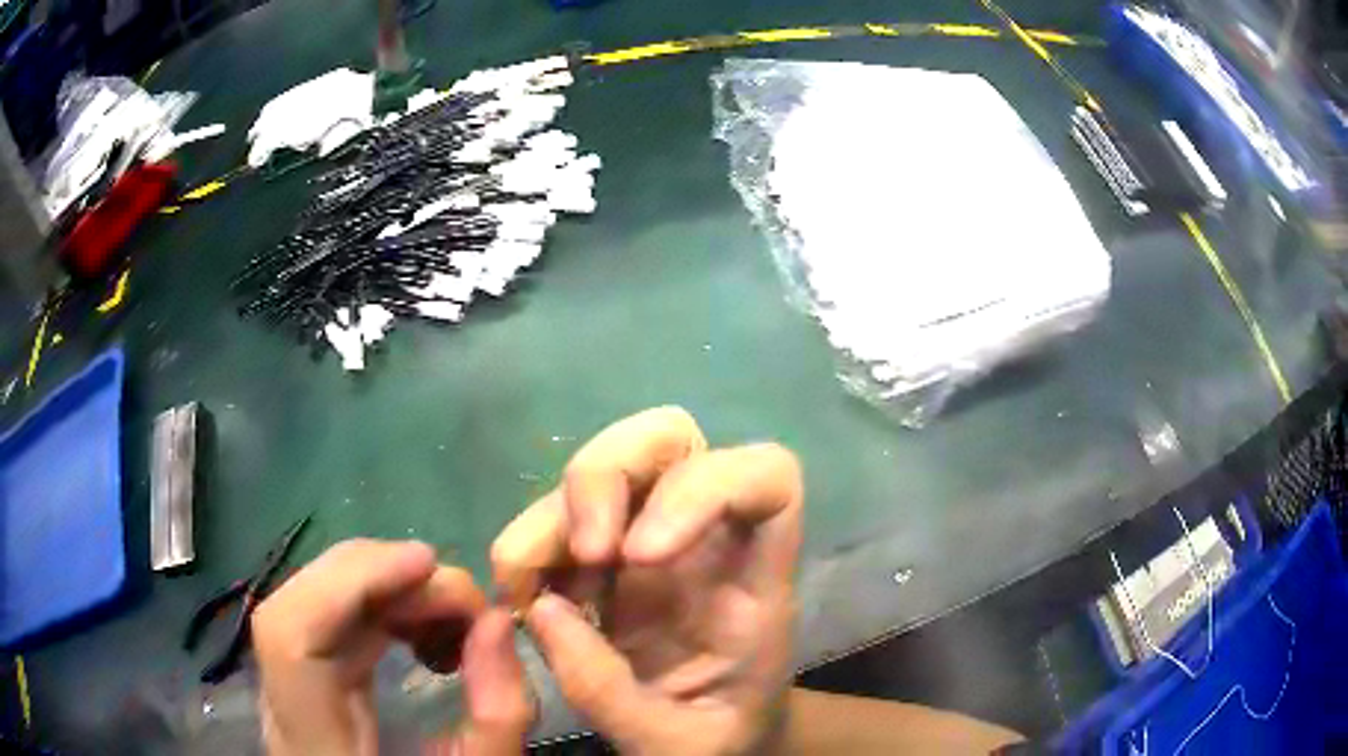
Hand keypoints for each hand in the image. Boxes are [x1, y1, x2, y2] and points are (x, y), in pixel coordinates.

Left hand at [253, 540, 532, 755]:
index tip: (427, 564)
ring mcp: (284, 691)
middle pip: (296, 607)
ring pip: (309, 606)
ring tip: (448, 612)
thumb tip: (496, 621)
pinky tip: (419, 629)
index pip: (290, 635)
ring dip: (381, 591)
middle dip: (377, 579)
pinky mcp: (302, 683)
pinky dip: (376, 610)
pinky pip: (325, 624)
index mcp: (314, 742)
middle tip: (457, 595)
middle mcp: (282, 708)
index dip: (349, 583)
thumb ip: (496, 713)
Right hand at [492, 407, 802, 754]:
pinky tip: (522, 600)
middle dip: (609, 473)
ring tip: (530, 592)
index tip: (643, 556)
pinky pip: (557, 517)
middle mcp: (705, 540)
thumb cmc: (718, 738)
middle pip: (670, 437)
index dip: (707, 486)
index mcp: (754, 580)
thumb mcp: (676, 743)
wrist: (708, 743)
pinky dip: (528, 546)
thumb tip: (541, 610)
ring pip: (605, 465)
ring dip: (553, 517)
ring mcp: (650, 538)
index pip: (768, 478)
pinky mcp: (603, 557)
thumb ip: (611, 692)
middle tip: (586, 553)